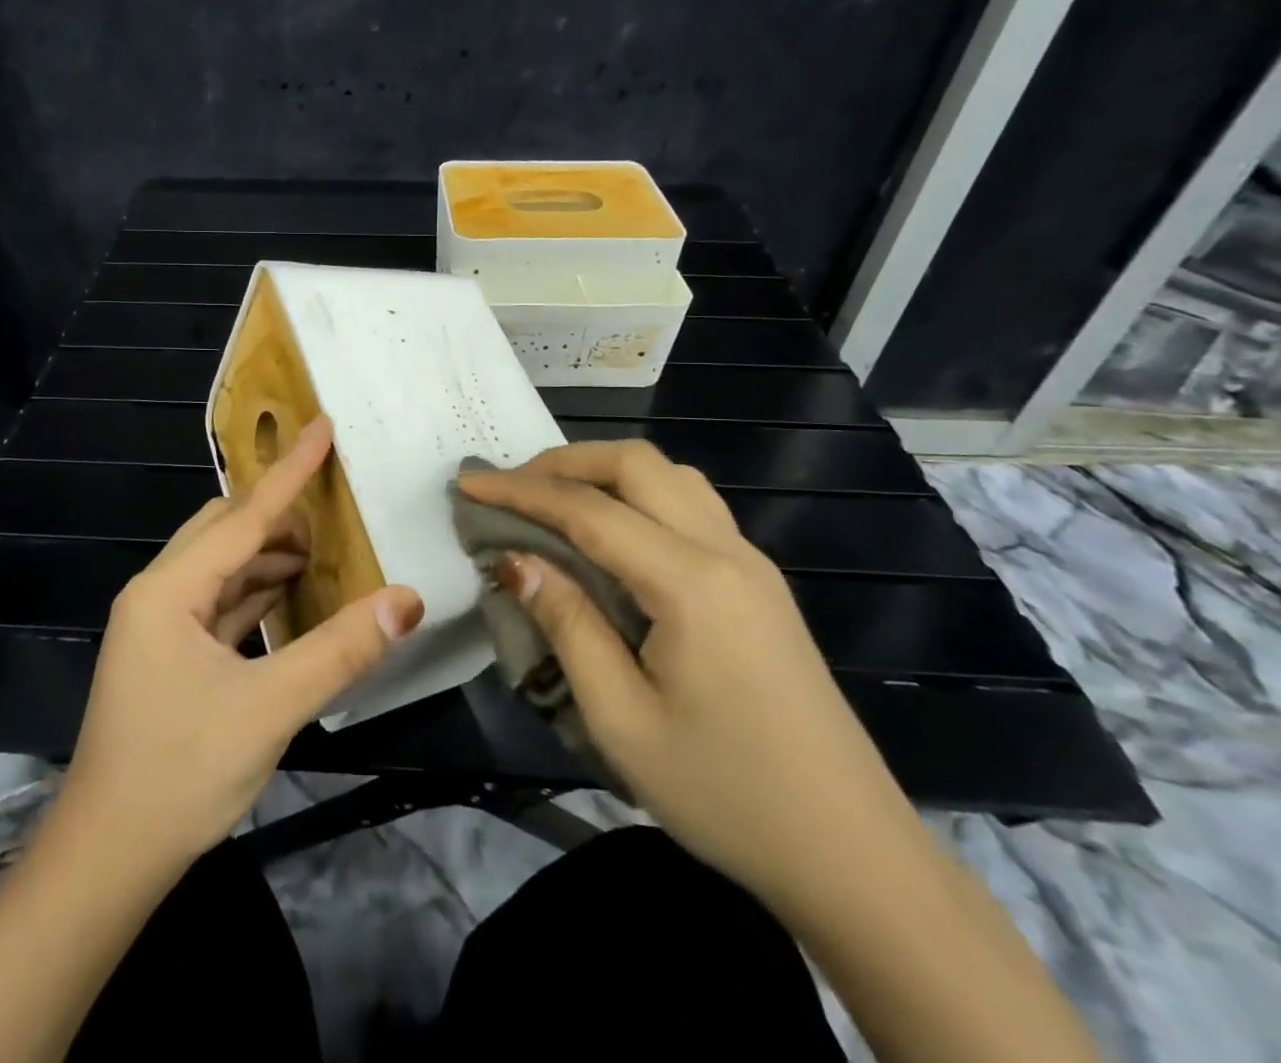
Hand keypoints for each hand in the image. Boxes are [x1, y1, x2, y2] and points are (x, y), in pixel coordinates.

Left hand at [57, 417, 423, 870]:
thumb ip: (340, 650)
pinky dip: (255, 591)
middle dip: (277, 513)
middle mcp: (158, 594)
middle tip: (332, 502)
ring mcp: (159, 626)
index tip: (322, 426)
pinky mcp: (169, 656)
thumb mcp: (269, 708)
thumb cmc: (179, 774)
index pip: (242, 516)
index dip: (288, 471)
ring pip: (221, 567)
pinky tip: (289, 596)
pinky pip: (218, 602)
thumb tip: (407, 599)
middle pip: (224, 531)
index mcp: (168, 590)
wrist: (106, 860)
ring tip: (322, 549)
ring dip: (267, 554)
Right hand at [458, 441, 922, 908]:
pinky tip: (612, 535)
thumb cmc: (726, 795)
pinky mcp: (759, 584)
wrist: (853, 856)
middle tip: (510, 490)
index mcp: (690, 582)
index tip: (467, 485)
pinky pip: (690, 505)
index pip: (587, 509)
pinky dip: (637, 495)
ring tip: (554, 502)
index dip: (520, 490)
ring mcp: (751, 563)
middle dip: (563, 463)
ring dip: (604, 472)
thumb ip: (565, 623)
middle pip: (635, 464)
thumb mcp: (622, 720)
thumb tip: (514, 559)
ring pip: (669, 476)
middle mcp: (725, 551)